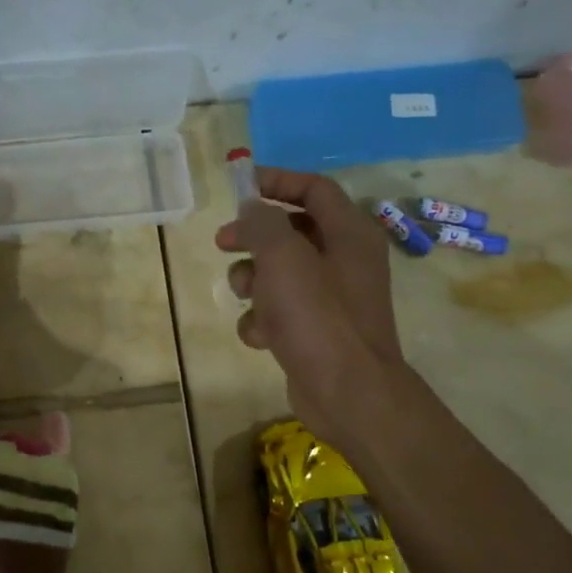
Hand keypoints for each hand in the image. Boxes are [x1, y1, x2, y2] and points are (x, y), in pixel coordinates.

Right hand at [214, 167, 403, 439]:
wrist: (347, 391)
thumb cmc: (317, 316)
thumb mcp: (283, 257)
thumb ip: (262, 223)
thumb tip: (252, 209)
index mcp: (349, 233)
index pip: (313, 188)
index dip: (276, 181)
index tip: (239, 187)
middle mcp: (345, 260)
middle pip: (291, 230)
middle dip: (253, 236)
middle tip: (222, 243)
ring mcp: (332, 298)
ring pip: (280, 273)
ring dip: (253, 281)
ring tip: (244, 295)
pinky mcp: (317, 331)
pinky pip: (281, 311)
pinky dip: (264, 319)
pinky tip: (259, 336)